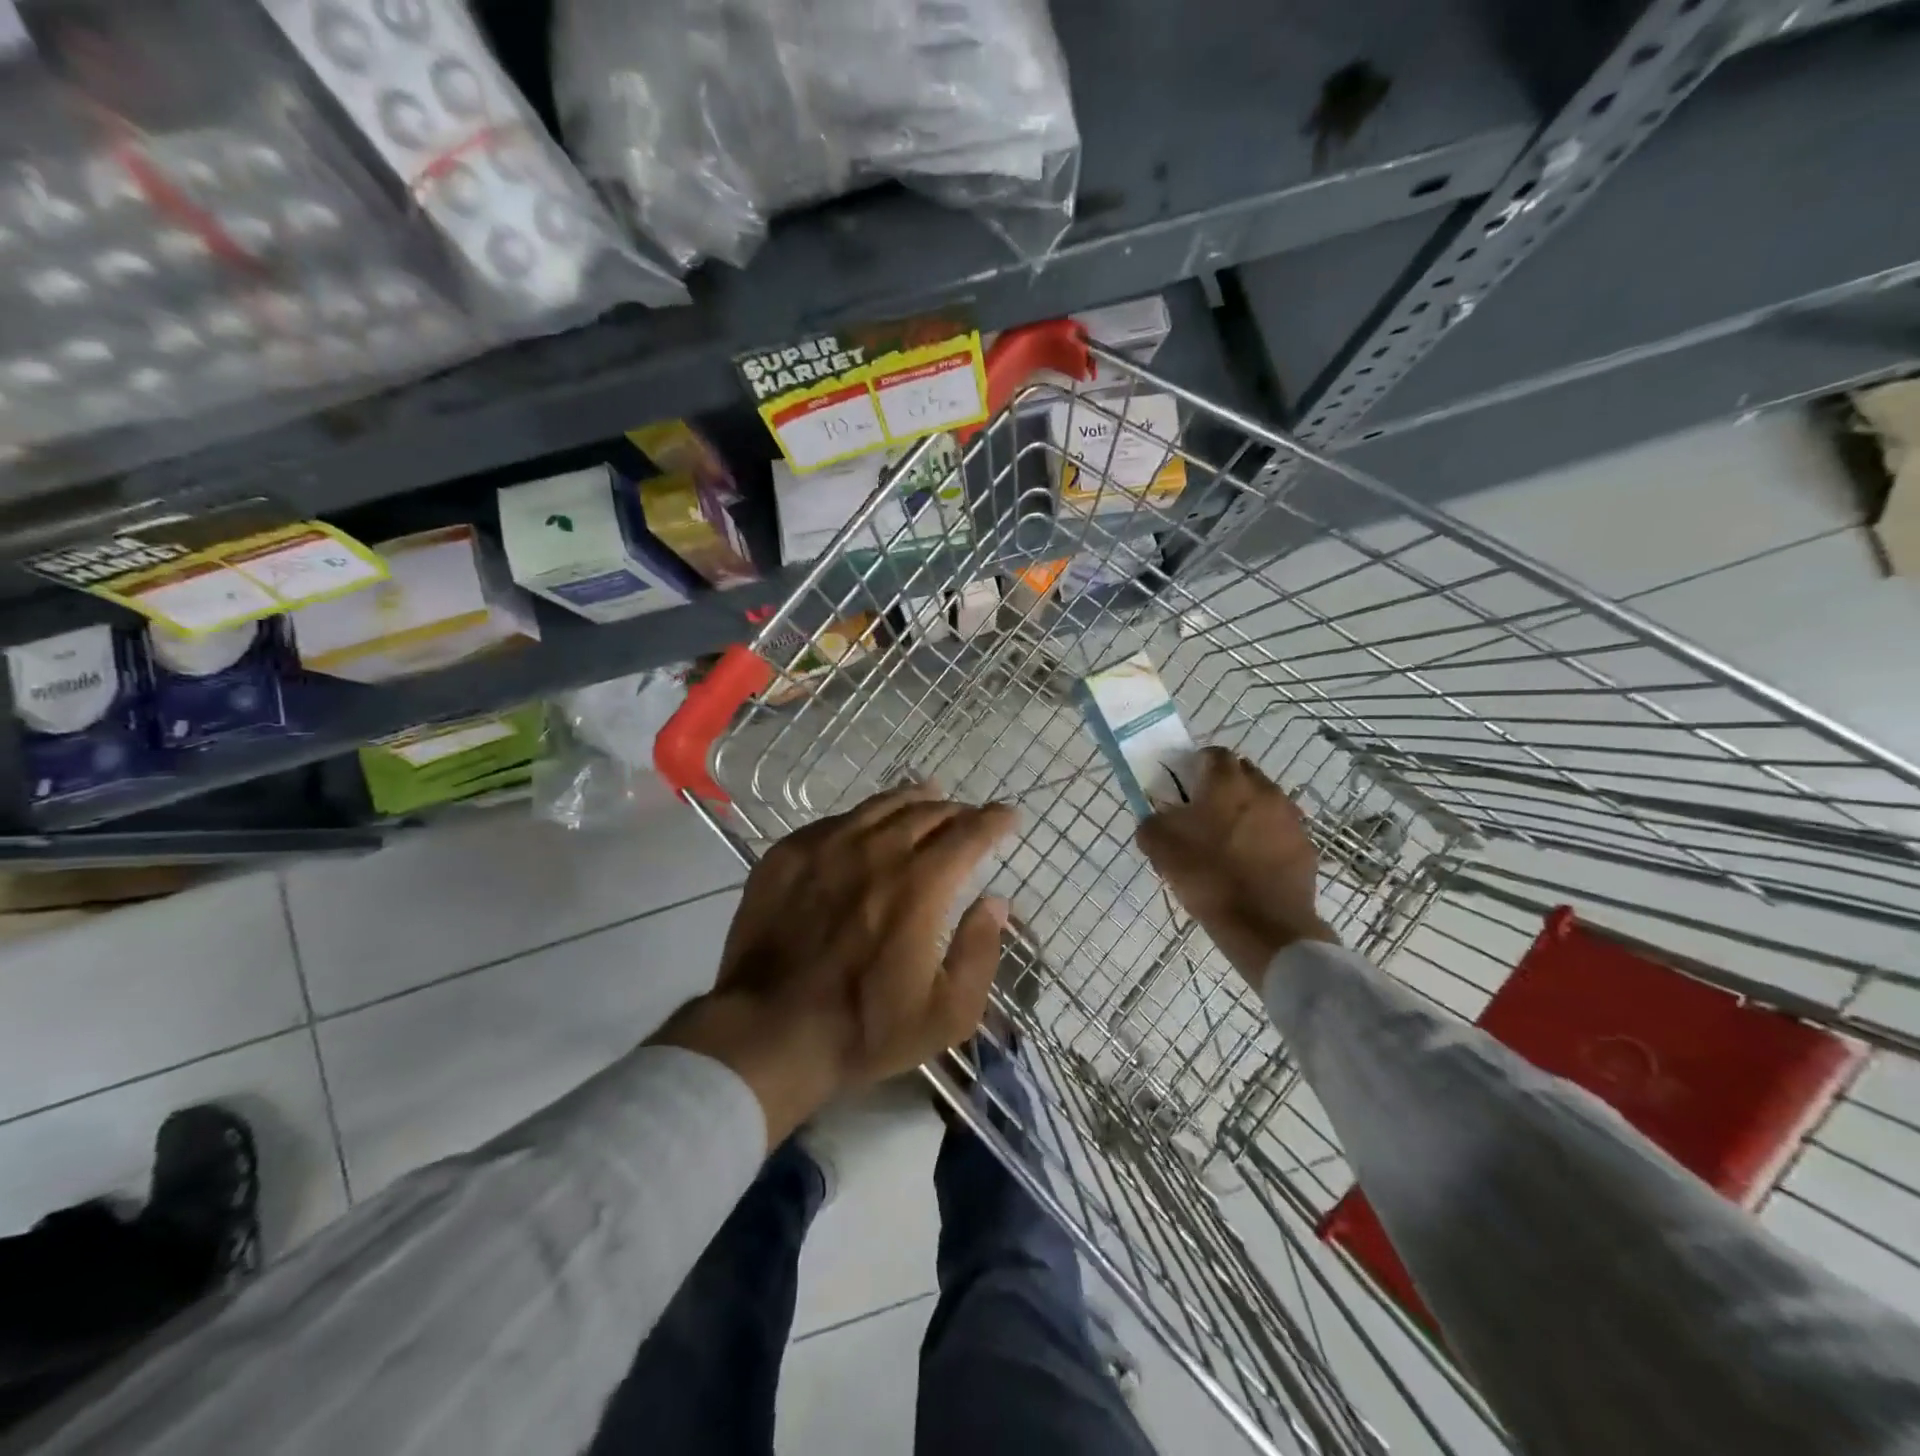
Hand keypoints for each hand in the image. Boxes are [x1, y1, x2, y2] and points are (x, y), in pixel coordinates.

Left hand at [653, 783, 1017, 1143]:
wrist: (767, 1031)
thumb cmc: (864, 1028)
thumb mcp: (946, 1013)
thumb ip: (980, 953)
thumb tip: (996, 903)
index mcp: (919, 885)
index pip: (968, 833)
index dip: (994, 820)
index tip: (1008, 815)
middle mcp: (876, 851)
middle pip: (926, 812)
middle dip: (956, 811)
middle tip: (967, 816)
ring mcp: (827, 847)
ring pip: (880, 805)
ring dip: (912, 799)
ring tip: (927, 796)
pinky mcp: (788, 854)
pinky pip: (837, 819)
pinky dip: (865, 816)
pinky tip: (867, 824)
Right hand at [1137, 746, 1335, 987]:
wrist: (1264, 927)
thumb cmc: (1208, 876)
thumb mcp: (1159, 846)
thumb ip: (1152, 821)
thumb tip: (1158, 818)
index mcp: (1228, 781)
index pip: (1211, 754)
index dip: (1194, 768)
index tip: (1182, 792)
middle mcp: (1265, 789)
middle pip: (1241, 774)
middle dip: (1222, 788)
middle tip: (1201, 816)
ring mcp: (1291, 818)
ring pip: (1263, 802)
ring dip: (1245, 813)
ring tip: (1227, 843)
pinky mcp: (1306, 847)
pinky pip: (1279, 832)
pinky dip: (1265, 840)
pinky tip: (1249, 866)